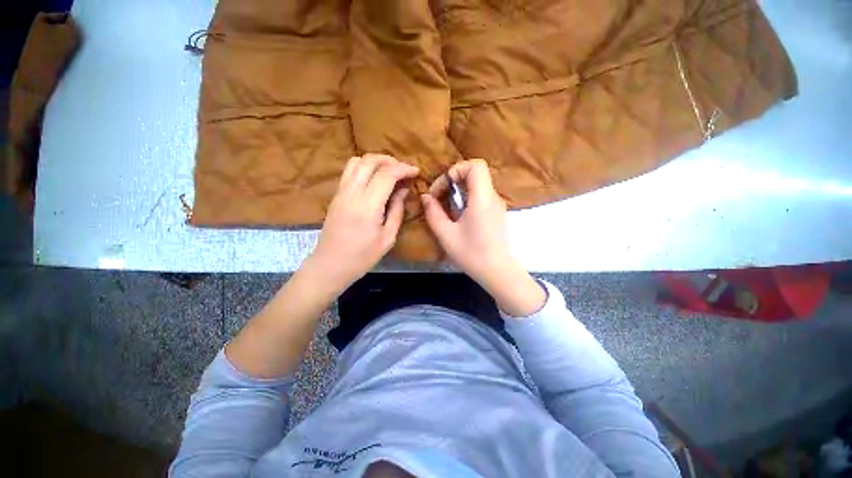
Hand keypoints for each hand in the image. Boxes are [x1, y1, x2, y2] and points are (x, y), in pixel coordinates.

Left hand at [305, 154, 418, 294]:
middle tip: (403, 170)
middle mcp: (352, 192)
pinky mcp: (336, 195)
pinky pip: (349, 171)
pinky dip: (364, 167)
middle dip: (390, 160)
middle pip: (370, 161)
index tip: (415, 172)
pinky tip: (374, 179)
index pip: (387, 174)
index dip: (403, 169)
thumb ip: (397, 210)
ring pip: (357, 161)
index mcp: (368, 205)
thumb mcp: (388, 237)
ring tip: (389, 171)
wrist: (330, 265)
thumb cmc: (363, 256)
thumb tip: (403, 190)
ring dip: (375, 161)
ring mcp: (341, 192)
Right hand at [420, 159, 544, 315]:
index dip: (456, 170)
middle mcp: (492, 197)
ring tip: (447, 207)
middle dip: (454, 180)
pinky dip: (467, 198)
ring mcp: (496, 205)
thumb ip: (433, 213)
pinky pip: (481, 196)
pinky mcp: (496, 213)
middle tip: (441, 197)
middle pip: (476, 173)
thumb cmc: (471, 253)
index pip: (475, 165)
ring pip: (478, 185)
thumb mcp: (446, 234)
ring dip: (459, 190)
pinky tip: (458, 216)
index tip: (443, 188)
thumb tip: (426, 197)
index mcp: (482, 198)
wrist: (497, 272)